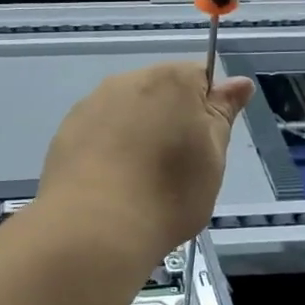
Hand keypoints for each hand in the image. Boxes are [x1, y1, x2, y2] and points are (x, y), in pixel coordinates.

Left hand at [38, 63, 255, 262]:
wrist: (94, 227)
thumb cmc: (169, 192)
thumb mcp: (213, 157)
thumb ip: (222, 114)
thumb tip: (238, 83)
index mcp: (171, 80)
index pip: (200, 77)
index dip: (207, 109)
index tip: (205, 144)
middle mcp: (127, 81)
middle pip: (160, 91)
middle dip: (170, 120)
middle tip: (176, 167)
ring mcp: (92, 105)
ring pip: (125, 111)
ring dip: (136, 134)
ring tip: (139, 180)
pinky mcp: (66, 132)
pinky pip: (98, 132)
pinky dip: (107, 149)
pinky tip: (111, 184)